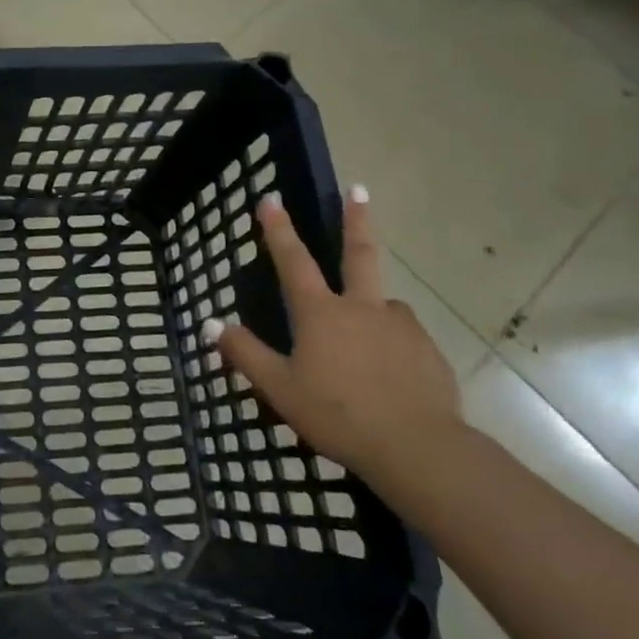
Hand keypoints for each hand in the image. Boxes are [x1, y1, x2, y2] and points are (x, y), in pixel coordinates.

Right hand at [208, 189, 459, 482]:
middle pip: (359, 253)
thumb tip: (210, 324)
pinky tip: (390, 371)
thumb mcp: (279, 389)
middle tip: (360, 189)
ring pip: (383, 304)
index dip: (278, 230)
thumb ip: (245, 353)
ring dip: (373, 305)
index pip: (293, 261)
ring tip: (367, 339)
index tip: (270, 199)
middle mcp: (363, 308)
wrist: (417, 448)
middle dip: (356, 219)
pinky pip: (403, 337)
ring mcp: (401, 326)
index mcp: (322, 313)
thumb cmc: (337, 414)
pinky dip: (392, 342)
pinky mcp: (428, 351)